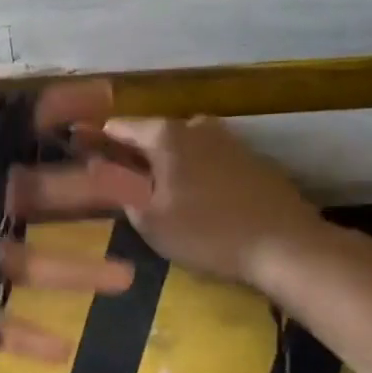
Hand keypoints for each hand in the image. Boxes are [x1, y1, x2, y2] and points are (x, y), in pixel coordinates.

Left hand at [0, 72, 153, 360]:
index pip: (6, 130)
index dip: (53, 112)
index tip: (104, 98)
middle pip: (33, 194)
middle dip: (86, 189)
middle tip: (140, 189)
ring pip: (25, 262)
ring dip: (73, 271)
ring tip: (123, 278)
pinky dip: (24, 338)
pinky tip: (65, 352)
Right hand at [101, 117, 328, 285]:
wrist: (288, 246)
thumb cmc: (208, 232)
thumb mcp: (150, 218)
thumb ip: (119, 187)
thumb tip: (97, 164)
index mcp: (166, 134)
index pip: (118, 126)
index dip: (97, 140)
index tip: (83, 154)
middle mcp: (195, 125)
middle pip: (152, 133)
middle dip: (134, 153)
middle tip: (123, 183)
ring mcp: (229, 139)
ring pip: (183, 145)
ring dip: (167, 163)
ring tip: (160, 193)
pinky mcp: (252, 159)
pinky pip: (209, 158)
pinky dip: (196, 171)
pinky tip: (198, 199)